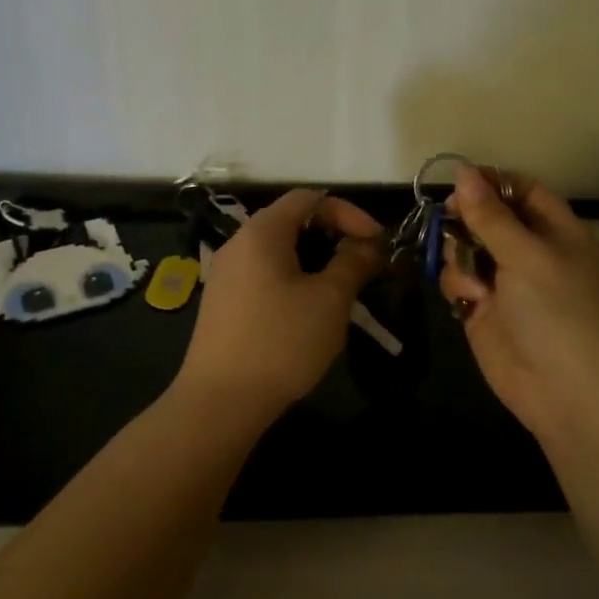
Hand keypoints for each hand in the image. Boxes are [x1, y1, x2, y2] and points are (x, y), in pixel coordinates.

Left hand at [176, 188, 384, 415]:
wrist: (220, 401)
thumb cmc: (281, 341)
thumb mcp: (329, 300)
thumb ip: (353, 263)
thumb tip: (367, 245)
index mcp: (262, 232)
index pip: (310, 198)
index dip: (349, 213)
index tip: (377, 243)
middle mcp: (239, 244)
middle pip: (293, 222)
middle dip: (335, 238)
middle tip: (365, 267)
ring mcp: (227, 275)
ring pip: (280, 253)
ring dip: (317, 263)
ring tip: (344, 291)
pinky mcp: (224, 304)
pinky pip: (265, 276)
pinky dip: (295, 281)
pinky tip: (311, 312)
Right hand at [439, 166, 598, 440]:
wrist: (567, 391)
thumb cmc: (559, 312)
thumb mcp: (527, 255)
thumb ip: (490, 215)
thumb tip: (464, 172)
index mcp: (558, 232)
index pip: (523, 192)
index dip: (492, 183)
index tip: (458, 182)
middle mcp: (531, 254)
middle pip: (488, 218)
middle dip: (466, 219)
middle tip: (448, 222)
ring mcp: (506, 284)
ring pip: (466, 249)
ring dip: (460, 255)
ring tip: (473, 280)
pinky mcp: (484, 312)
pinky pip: (459, 282)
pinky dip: (458, 284)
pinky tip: (468, 300)